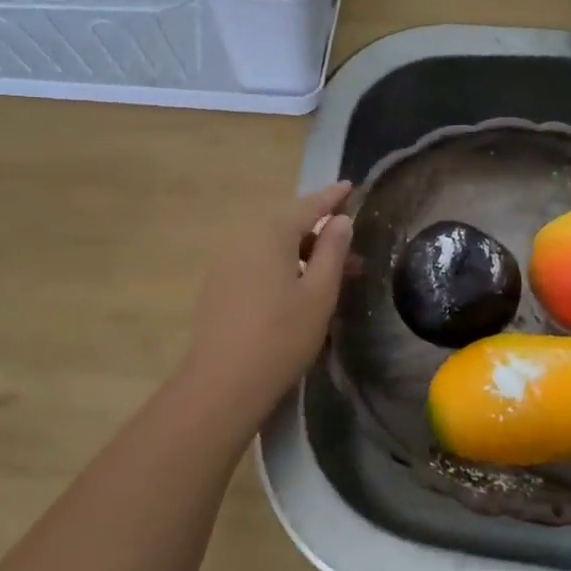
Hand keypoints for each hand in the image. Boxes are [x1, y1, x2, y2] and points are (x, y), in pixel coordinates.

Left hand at [175, 183, 353, 430]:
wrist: (221, 385)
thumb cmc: (281, 336)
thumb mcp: (319, 293)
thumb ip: (332, 251)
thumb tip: (340, 220)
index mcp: (270, 234)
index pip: (307, 206)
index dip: (331, 197)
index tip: (350, 186)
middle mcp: (244, 240)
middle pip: (288, 226)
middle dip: (320, 235)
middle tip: (351, 252)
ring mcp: (226, 264)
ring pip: (272, 248)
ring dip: (302, 255)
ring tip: (330, 277)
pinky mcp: (218, 288)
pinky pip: (257, 264)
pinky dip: (282, 268)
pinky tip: (296, 292)